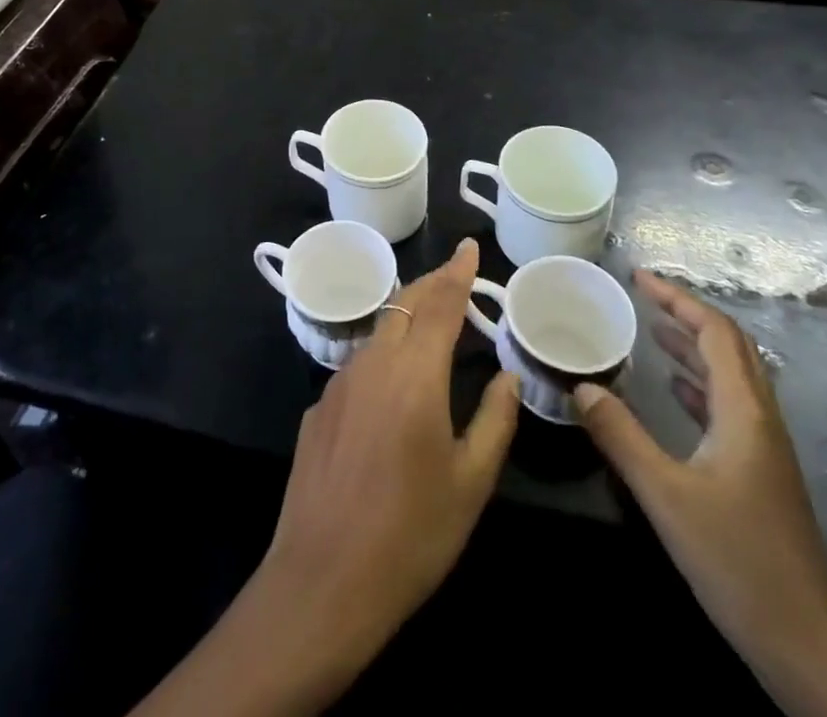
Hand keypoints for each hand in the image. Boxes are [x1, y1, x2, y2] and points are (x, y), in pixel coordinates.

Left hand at [133, 238, 518, 716]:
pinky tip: (392, 387)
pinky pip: (358, 364)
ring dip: (405, 317)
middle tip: (456, 277)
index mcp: (416, 374)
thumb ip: (494, 420)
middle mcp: (374, 363)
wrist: (324, 579)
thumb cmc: (411, 534)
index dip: (458, 273)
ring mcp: (339, 382)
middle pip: (404, 304)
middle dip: (432, 284)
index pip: (441, 304)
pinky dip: (383, 355)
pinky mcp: (319, 406)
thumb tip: (507, 377)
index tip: (468, 246)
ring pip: (378, 330)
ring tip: (430, 324)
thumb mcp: (470, 483)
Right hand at [573, 272, 826, 716]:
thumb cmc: (739, 563)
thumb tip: (580, 385)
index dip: (678, 298)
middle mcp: (760, 420)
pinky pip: (728, 407)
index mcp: (744, 413)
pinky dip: (699, 384)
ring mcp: (764, 449)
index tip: (638, 278)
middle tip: (642, 297)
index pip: (715, 332)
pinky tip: (673, 392)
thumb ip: (621, 436)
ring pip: (732, 377)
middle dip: (687, 314)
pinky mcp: (760, 475)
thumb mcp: (667, 496)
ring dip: (694, 346)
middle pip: (730, 347)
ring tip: (652, 330)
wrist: (809, 650)